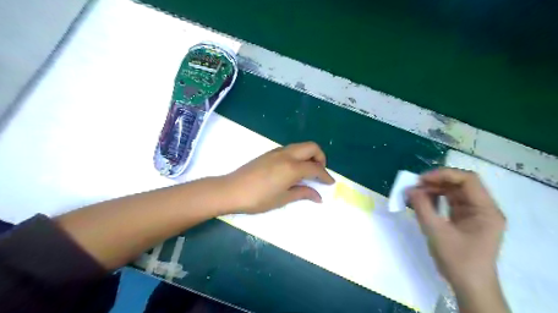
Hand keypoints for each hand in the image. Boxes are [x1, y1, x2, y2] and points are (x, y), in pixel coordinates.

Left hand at [222, 142, 334, 213]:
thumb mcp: (282, 198)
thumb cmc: (258, 198)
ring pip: (301, 146)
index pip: (316, 168)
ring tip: (308, 172)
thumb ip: (302, 193)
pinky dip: (299, 155)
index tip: (330, 183)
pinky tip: (293, 169)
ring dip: (309, 155)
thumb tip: (319, 196)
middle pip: (312, 147)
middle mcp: (287, 155)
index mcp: (292, 167)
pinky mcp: (269, 153)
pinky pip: (291, 149)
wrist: (231, 190)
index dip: (325, 175)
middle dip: (321, 158)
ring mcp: (277, 152)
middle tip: (319, 172)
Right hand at [408, 168, 508, 312]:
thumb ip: (422, 208)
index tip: (421, 180)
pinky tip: (423, 201)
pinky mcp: (466, 220)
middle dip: (436, 182)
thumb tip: (409, 189)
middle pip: (461, 184)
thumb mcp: (436, 232)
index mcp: (486, 210)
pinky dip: (436, 199)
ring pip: (454, 192)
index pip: (468, 180)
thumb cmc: (457, 260)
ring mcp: (476, 214)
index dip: (443, 175)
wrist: (469, 287)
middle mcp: (484, 208)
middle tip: (415, 186)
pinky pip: (451, 202)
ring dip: (434, 189)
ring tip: (416, 193)